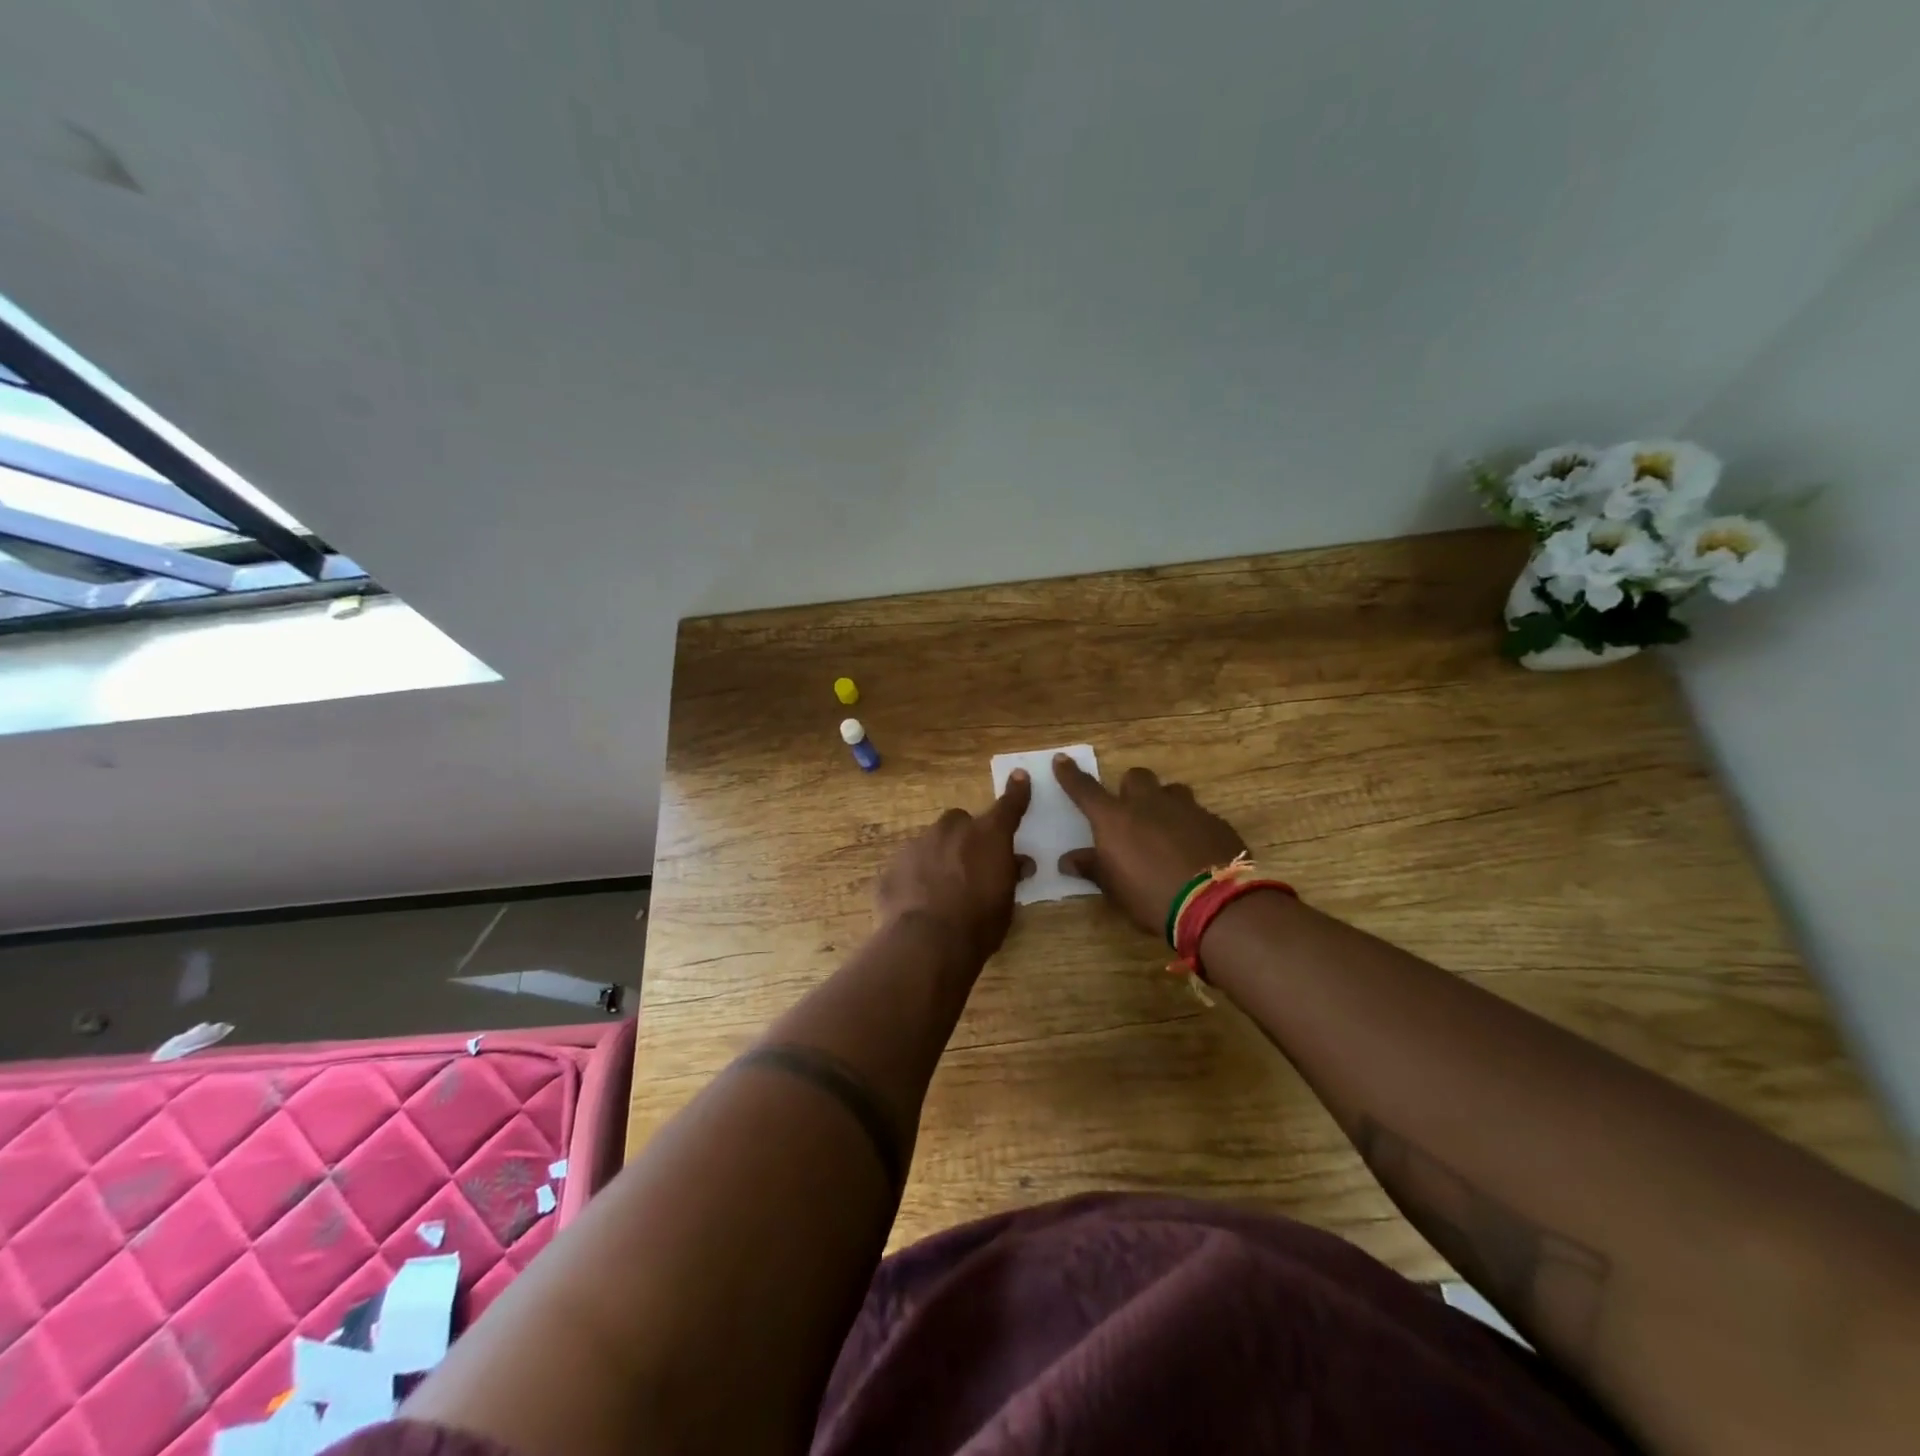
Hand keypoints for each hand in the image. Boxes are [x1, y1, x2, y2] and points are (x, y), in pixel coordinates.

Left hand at [876, 772, 1034, 962]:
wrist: (925, 943)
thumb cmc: (978, 924)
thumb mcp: (1006, 902)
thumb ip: (1009, 876)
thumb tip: (1019, 862)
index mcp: (987, 836)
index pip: (1007, 807)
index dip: (1016, 792)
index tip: (1019, 776)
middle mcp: (951, 830)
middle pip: (959, 821)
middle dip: (964, 837)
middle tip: (969, 864)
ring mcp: (917, 845)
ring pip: (930, 842)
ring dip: (937, 857)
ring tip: (940, 890)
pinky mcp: (891, 867)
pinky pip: (908, 867)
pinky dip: (914, 878)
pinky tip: (916, 904)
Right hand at [1053, 756, 1248, 937]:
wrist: (1215, 904)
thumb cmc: (1151, 897)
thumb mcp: (1115, 889)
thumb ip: (1092, 868)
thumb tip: (1068, 860)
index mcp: (1116, 819)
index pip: (1086, 789)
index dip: (1071, 775)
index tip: (1062, 759)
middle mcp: (1149, 804)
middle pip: (1136, 777)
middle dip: (1131, 788)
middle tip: (1131, 813)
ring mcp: (1187, 809)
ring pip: (1171, 791)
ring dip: (1165, 804)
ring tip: (1167, 831)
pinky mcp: (1216, 822)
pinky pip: (1198, 815)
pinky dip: (1191, 827)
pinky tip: (1195, 851)